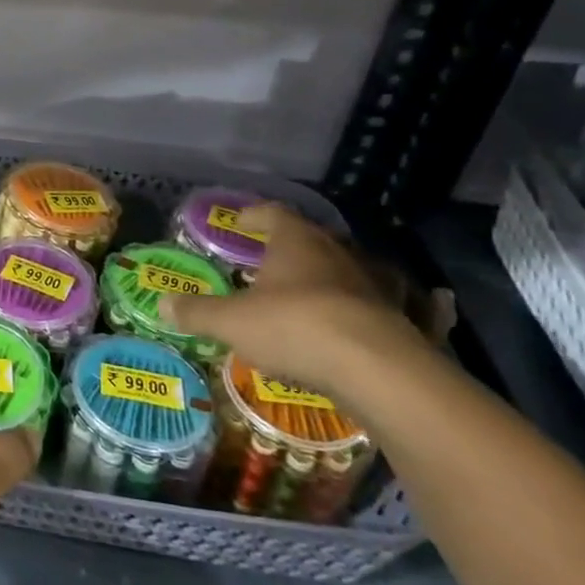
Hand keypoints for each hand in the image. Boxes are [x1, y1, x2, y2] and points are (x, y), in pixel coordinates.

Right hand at [158, 205, 433, 402]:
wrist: (378, 371)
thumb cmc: (293, 327)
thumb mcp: (230, 321)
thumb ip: (197, 312)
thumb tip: (163, 305)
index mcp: (296, 243)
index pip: (273, 214)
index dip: (254, 216)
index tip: (239, 223)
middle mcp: (339, 255)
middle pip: (313, 240)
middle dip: (291, 249)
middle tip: (269, 262)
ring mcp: (377, 287)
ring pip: (353, 271)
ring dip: (336, 277)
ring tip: (318, 290)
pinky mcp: (405, 321)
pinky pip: (401, 305)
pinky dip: (405, 303)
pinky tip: (421, 310)